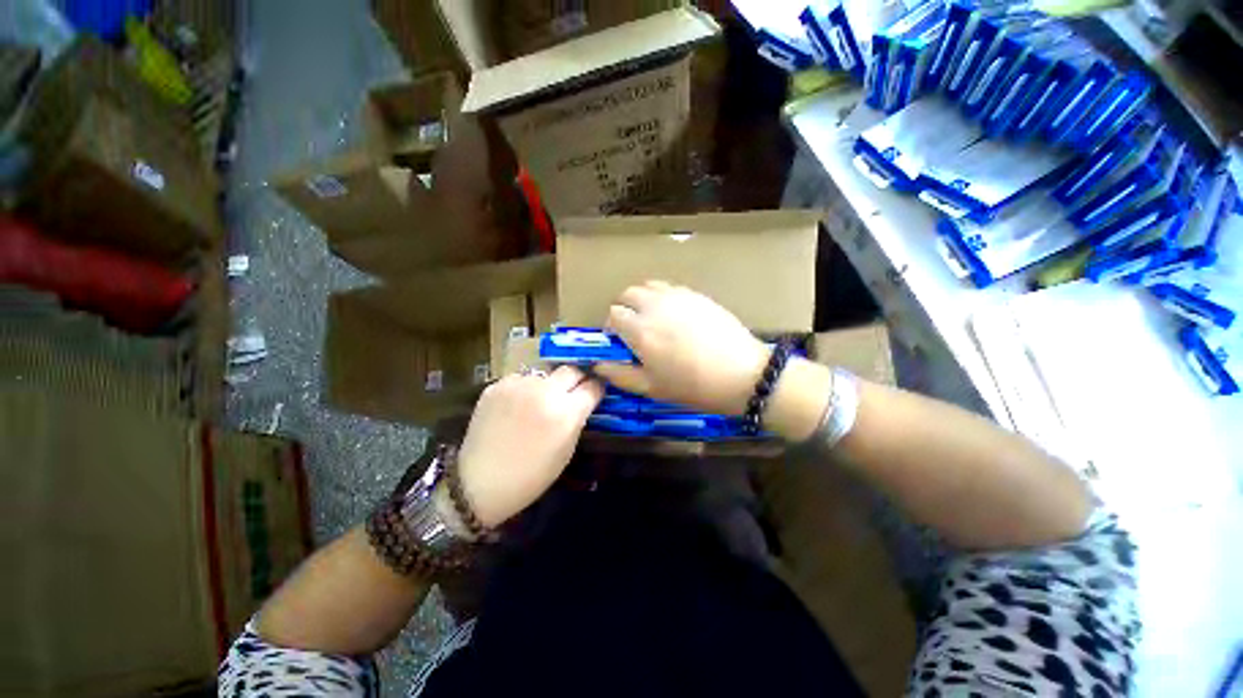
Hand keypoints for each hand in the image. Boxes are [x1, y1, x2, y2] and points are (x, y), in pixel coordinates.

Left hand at [455, 366, 602, 527]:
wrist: (479, 483)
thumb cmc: (530, 476)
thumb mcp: (566, 451)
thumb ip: (577, 420)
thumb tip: (584, 400)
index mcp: (566, 412)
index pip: (593, 386)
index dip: (597, 389)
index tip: (595, 393)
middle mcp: (544, 391)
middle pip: (572, 370)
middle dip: (577, 379)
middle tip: (573, 392)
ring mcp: (518, 385)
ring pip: (546, 373)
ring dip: (550, 384)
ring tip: (541, 401)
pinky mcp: (497, 385)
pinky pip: (522, 378)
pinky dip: (526, 388)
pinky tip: (519, 405)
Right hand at [594, 281, 768, 415]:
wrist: (741, 374)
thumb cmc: (692, 386)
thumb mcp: (651, 388)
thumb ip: (619, 374)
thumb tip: (597, 364)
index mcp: (640, 330)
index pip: (613, 314)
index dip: (613, 328)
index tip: (620, 341)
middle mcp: (655, 306)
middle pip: (628, 294)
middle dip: (625, 309)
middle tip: (635, 329)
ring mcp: (677, 296)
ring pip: (648, 286)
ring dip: (643, 300)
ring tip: (654, 320)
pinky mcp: (696, 294)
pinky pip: (670, 288)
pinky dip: (663, 297)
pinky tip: (675, 316)